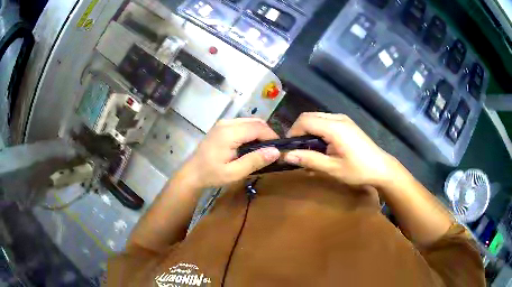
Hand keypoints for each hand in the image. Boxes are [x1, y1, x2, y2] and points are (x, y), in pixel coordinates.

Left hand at [182, 118, 280, 188]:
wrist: (192, 173)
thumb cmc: (212, 175)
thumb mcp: (234, 173)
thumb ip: (254, 161)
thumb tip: (276, 152)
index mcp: (229, 133)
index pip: (258, 127)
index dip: (272, 137)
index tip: (279, 150)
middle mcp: (227, 123)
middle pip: (255, 122)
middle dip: (267, 134)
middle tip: (273, 151)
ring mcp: (224, 123)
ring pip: (250, 121)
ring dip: (260, 133)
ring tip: (264, 149)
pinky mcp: (222, 126)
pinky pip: (243, 124)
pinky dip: (252, 132)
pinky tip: (252, 145)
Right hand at [283, 113, 399, 186]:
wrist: (382, 168)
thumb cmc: (358, 170)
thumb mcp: (332, 168)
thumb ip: (309, 160)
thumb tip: (286, 156)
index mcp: (334, 127)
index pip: (304, 120)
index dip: (293, 132)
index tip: (291, 149)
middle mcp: (337, 118)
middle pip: (309, 116)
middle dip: (299, 131)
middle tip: (299, 151)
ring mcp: (343, 119)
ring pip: (317, 118)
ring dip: (309, 132)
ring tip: (310, 151)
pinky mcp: (346, 124)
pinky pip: (326, 122)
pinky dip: (318, 131)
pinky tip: (322, 147)